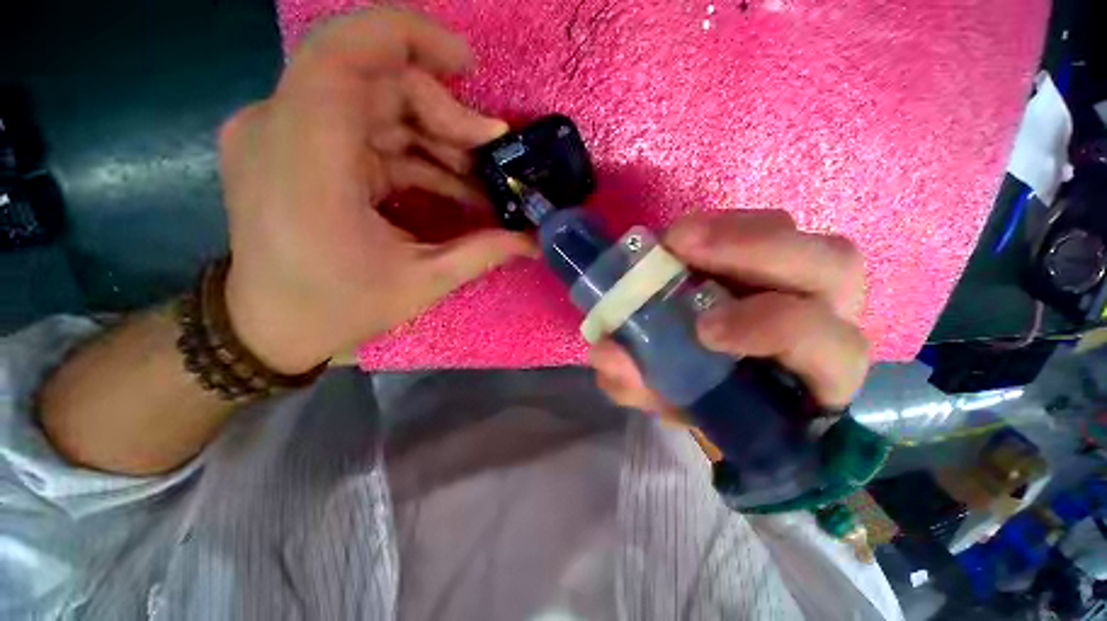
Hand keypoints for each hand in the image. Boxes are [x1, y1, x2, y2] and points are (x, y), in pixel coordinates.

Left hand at [217, 8, 534, 373]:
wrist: (270, 326)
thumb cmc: (338, 308)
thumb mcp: (422, 283)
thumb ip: (483, 252)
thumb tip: (533, 240)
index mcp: (305, 160)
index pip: (343, 54)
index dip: (408, 36)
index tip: (467, 66)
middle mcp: (280, 128)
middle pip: (375, 81)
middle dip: (444, 112)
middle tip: (491, 155)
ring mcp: (281, 134)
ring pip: (374, 104)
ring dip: (434, 135)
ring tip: (478, 175)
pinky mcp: (293, 147)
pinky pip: (363, 129)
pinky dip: (411, 149)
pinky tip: (448, 179)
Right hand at [590, 210, 869, 423]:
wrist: (720, 378)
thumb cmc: (710, 399)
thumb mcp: (671, 399)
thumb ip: (639, 383)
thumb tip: (605, 353)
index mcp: (818, 376)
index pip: (830, 349)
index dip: (773, 330)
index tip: (702, 329)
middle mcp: (828, 319)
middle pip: (834, 267)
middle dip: (755, 253)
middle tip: (680, 248)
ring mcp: (806, 279)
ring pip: (800, 235)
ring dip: (734, 232)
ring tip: (676, 239)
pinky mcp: (778, 256)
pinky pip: (765, 227)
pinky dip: (721, 227)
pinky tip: (682, 239)